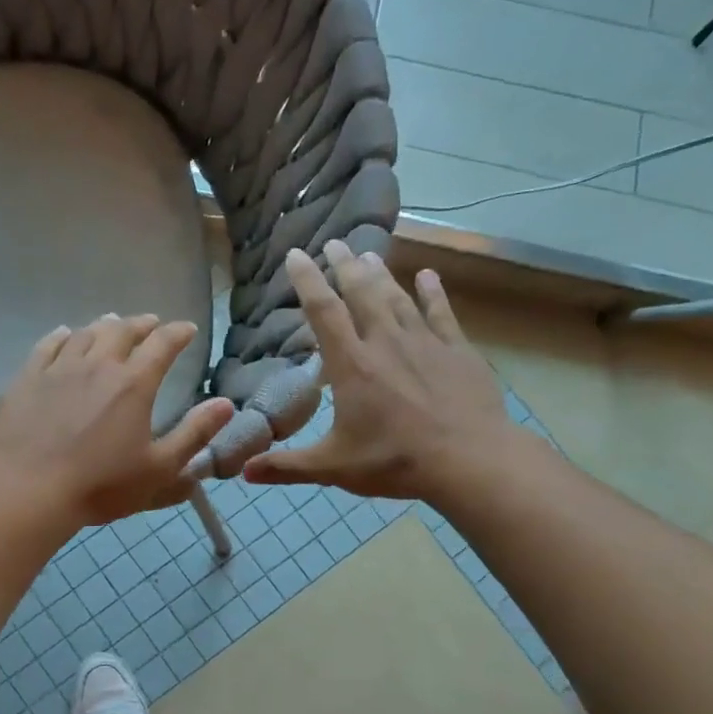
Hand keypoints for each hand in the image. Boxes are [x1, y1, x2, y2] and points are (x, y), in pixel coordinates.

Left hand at [0, 315, 235, 528]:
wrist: (29, 491)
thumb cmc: (100, 485)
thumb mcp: (159, 469)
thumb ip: (194, 434)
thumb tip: (226, 403)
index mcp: (133, 384)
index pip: (162, 345)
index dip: (178, 333)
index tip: (187, 329)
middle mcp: (97, 365)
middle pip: (122, 331)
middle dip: (142, 324)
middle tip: (151, 323)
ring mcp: (58, 368)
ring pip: (85, 334)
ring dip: (104, 326)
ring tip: (112, 324)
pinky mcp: (27, 379)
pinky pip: (47, 346)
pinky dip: (62, 336)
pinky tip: (64, 335)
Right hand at [242, 241, 511, 501]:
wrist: (469, 460)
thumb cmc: (395, 461)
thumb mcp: (333, 467)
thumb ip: (287, 466)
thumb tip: (243, 471)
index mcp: (351, 365)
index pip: (323, 311)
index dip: (307, 280)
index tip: (296, 255)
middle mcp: (385, 342)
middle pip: (361, 292)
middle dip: (344, 265)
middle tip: (334, 243)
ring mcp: (424, 342)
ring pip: (397, 296)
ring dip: (380, 273)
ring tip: (367, 253)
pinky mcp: (457, 350)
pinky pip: (441, 312)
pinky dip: (433, 292)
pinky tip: (428, 276)